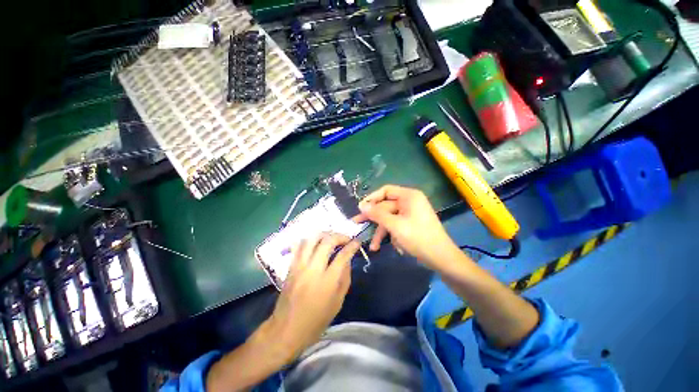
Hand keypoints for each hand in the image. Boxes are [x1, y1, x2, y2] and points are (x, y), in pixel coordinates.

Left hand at [265, 233, 359, 362]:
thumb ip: (345, 278)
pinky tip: (316, 242)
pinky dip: (309, 240)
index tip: (357, 242)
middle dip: (339, 236)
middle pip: (327, 241)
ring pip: (312, 239)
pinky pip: (299, 246)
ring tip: (331, 238)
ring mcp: (299, 266)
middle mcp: (313, 269)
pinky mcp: (291, 267)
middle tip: (345, 239)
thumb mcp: (337, 303)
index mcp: (327, 281)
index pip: (342, 256)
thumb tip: (347, 260)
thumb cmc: (316, 321)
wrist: (286, 330)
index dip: (352, 246)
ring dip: (324, 235)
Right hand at [354, 185, 456, 268]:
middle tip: (357, 223)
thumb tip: (361, 205)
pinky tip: (393, 246)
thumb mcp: (395, 225)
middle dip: (374, 218)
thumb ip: (377, 214)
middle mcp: (409, 202)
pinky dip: (391, 234)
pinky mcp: (410, 224)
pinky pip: (396, 225)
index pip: (386, 190)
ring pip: (389, 218)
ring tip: (374, 246)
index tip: (360, 207)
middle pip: (385, 206)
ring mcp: (410, 213)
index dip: (372, 198)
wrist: (441, 258)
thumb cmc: (418, 238)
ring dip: (382, 231)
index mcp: (409, 196)